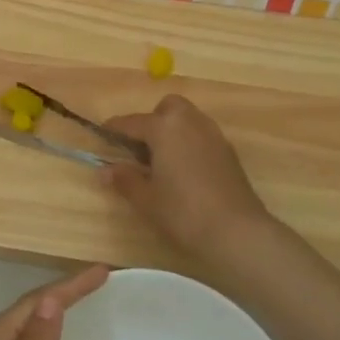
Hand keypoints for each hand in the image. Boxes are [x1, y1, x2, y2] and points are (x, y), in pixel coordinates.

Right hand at [103, 95, 282, 267]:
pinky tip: (184, 171)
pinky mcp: (228, 151)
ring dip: (172, 130)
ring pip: (187, 119)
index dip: (114, 129)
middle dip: (152, 121)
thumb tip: (105, 170)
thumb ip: (125, 180)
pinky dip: (189, 143)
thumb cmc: (184, 212)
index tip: (102, 134)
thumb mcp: (146, 199)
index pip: (132, 122)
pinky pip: (201, 135)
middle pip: (167, 108)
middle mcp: (190, 122)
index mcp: (165, 127)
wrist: (237, 231)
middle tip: (141, 148)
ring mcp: (213, 135)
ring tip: (161, 161)